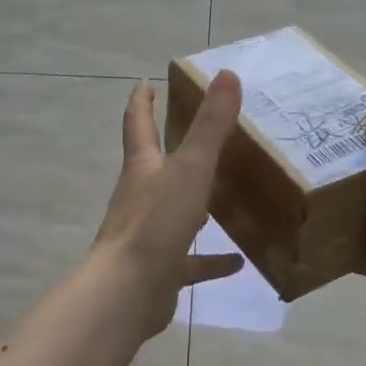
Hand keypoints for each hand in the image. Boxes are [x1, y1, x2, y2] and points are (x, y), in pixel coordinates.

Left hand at [90, 72, 245, 338]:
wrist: (128, 291)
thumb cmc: (156, 223)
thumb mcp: (190, 168)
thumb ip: (210, 126)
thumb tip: (227, 74)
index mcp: (142, 168)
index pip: (138, 125)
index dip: (142, 102)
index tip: (144, 83)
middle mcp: (141, 197)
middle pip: (154, 167)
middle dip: (170, 150)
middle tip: (196, 136)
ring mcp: (149, 235)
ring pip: (174, 213)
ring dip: (196, 205)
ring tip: (225, 197)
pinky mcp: (161, 269)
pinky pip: (190, 261)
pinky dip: (211, 260)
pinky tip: (237, 262)